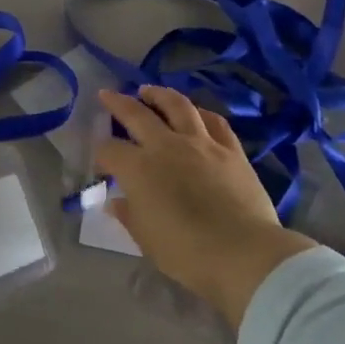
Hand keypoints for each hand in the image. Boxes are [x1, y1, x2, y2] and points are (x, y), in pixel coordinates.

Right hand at [95, 87, 313, 328]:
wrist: (243, 253)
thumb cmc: (186, 253)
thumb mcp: (146, 239)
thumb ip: (129, 215)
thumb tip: (116, 202)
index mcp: (138, 169)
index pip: (109, 150)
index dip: (101, 154)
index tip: (101, 163)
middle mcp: (166, 146)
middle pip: (136, 114)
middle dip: (118, 103)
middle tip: (107, 95)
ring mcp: (201, 143)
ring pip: (177, 106)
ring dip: (159, 95)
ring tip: (149, 90)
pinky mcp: (231, 150)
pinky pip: (214, 122)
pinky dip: (201, 113)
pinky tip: (196, 112)